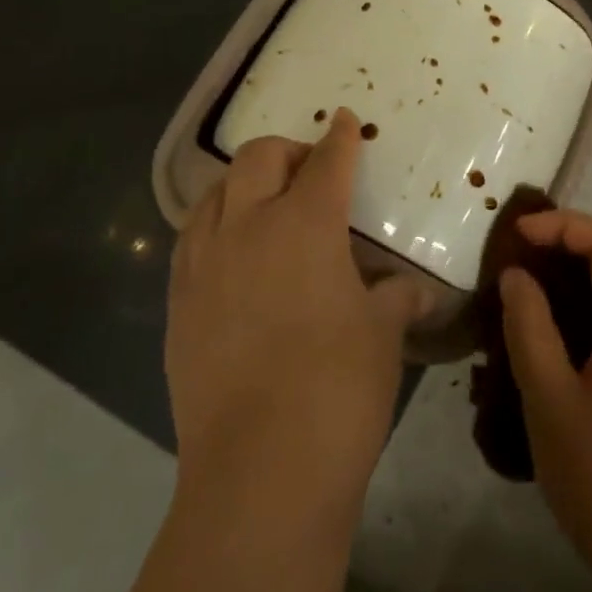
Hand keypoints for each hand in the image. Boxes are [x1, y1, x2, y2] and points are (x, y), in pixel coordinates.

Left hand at [166, 109, 434, 519]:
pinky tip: (232, 253)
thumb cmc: (339, 387)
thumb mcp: (382, 333)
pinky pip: (192, 241)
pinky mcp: (178, 305)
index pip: (326, 162)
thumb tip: (413, 290)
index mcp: (305, 224)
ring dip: (244, 184)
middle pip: (259, 159)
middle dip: (288, 150)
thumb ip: (396, 297)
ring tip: (266, 203)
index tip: (345, 120)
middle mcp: (247, 228)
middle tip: (310, 169)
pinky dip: (215, 226)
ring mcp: (204, 265)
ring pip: (215, 194)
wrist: (261, 470)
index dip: (340, 137)